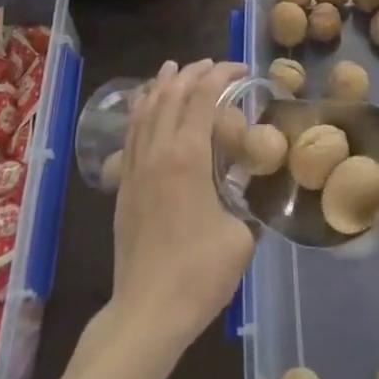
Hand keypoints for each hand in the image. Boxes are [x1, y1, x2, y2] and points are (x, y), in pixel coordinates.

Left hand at [107, 59, 255, 358]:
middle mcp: (158, 151)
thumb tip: (254, 191)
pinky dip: (142, 108)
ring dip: (163, 84)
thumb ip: (250, 204)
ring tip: (175, 68)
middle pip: (172, 94)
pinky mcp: (124, 184)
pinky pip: (131, 131)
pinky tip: (146, 106)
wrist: (147, 313)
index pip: (202, 97)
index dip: (222, 75)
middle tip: (214, 66)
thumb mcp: (242, 237)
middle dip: (193, 73)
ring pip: (147, 108)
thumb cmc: (199, 274)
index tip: (242, 69)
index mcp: (188, 156)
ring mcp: (136, 166)